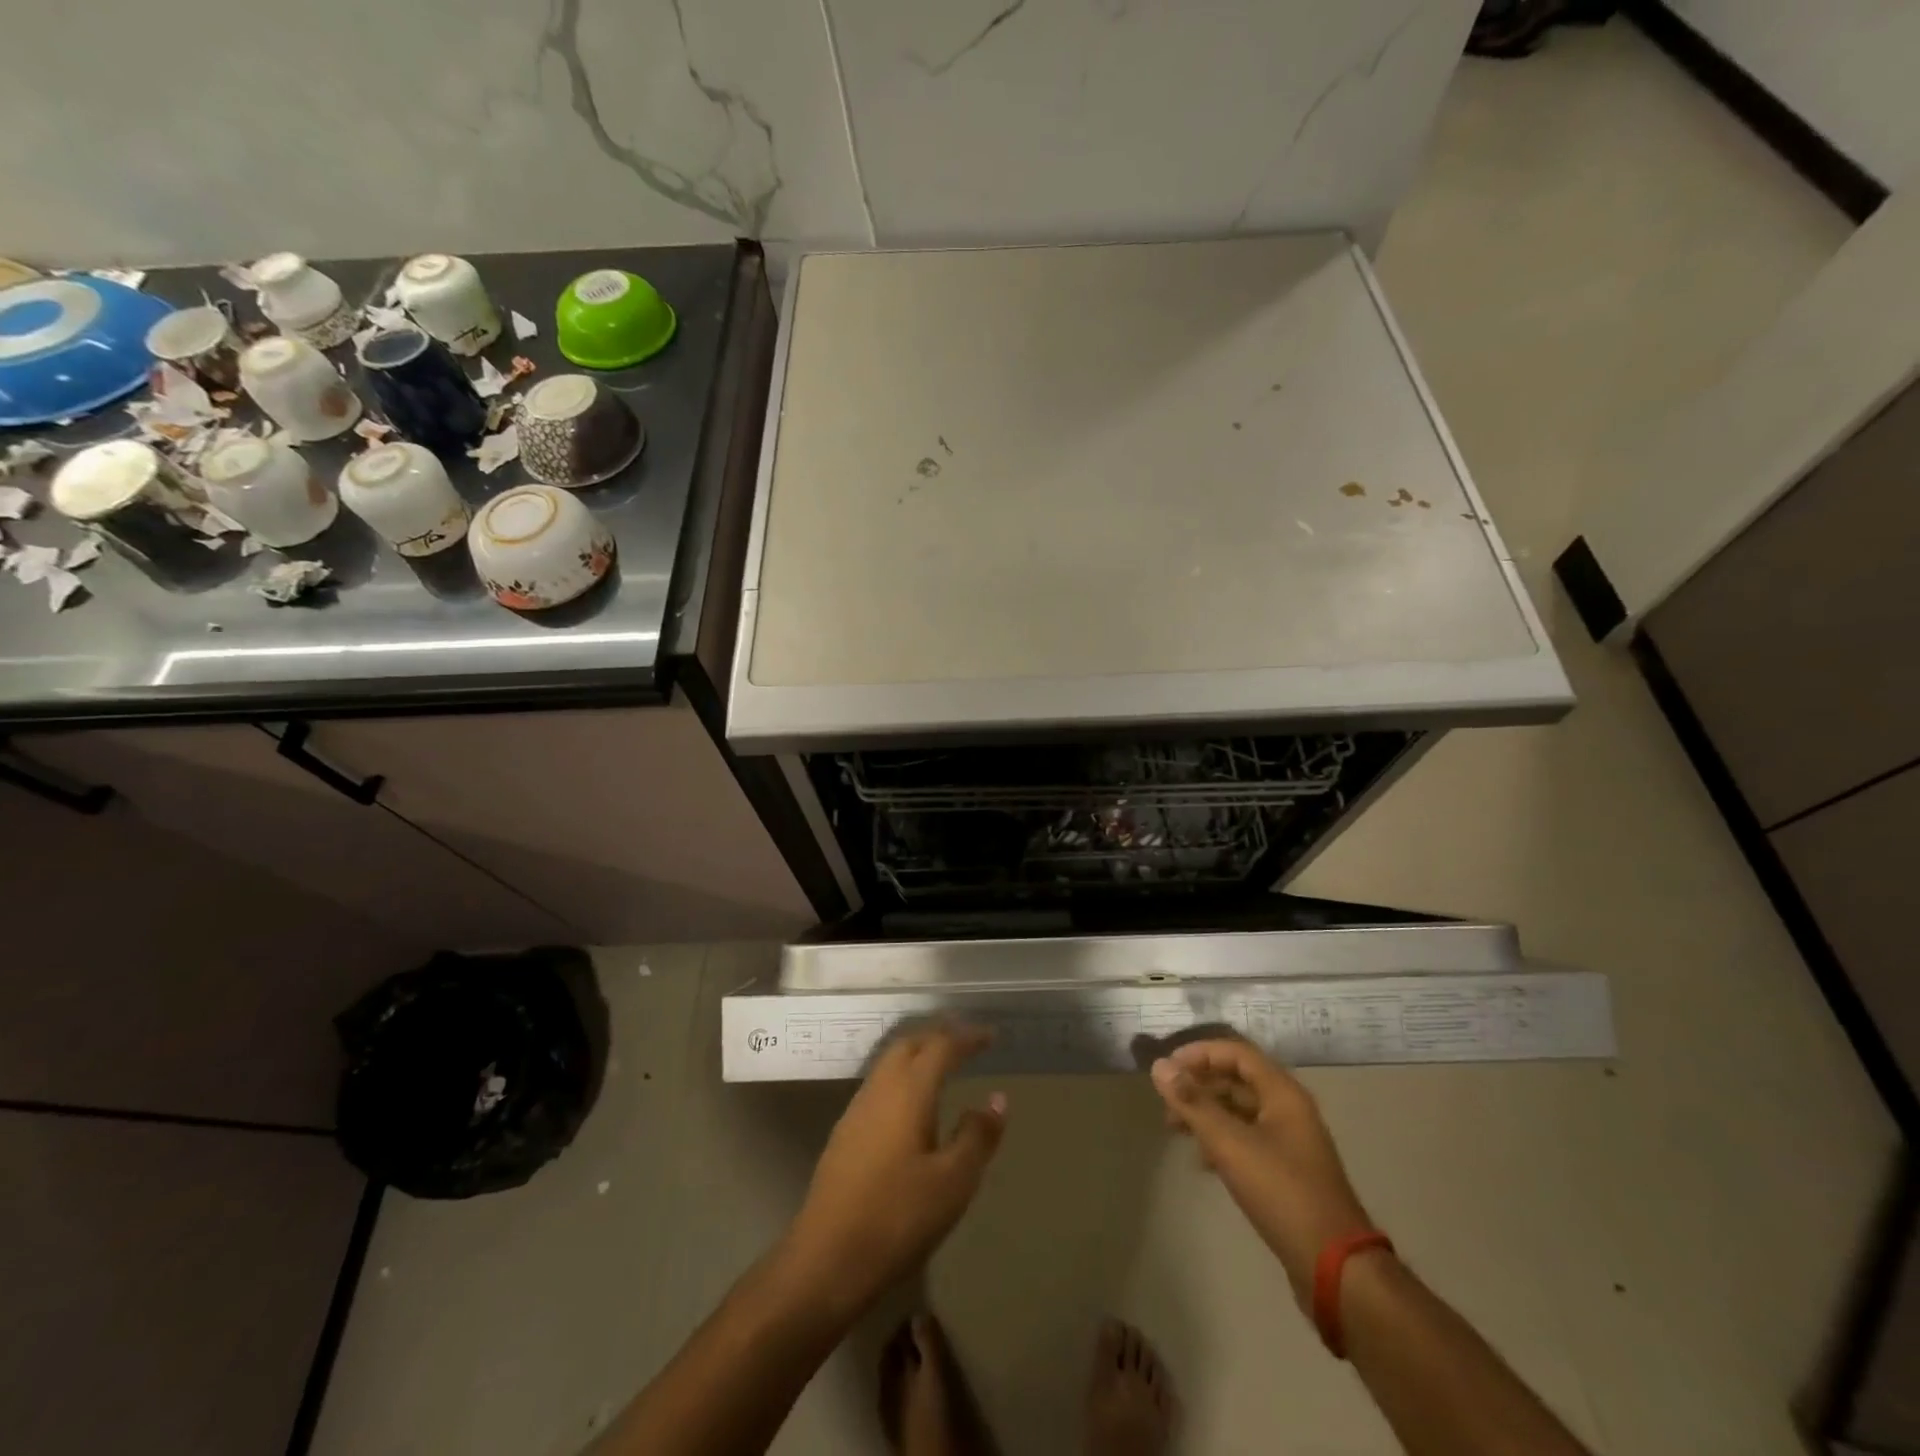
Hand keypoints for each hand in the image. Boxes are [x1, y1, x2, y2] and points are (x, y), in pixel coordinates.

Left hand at [783, 1023, 1006, 1312]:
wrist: (827, 1258)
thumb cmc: (898, 1217)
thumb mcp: (953, 1182)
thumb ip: (977, 1136)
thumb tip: (997, 1099)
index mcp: (909, 1091)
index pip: (941, 1046)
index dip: (967, 1037)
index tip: (991, 1036)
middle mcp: (880, 1088)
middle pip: (910, 1044)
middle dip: (939, 1036)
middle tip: (967, 1043)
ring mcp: (857, 1109)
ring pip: (891, 1062)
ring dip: (919, 1054)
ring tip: (944, 1065)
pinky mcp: (845, 1132)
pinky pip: (880, 1084)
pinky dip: (903, 1076)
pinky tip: (912, 1102)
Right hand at [1151, 1039, 1373, 1307]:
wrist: (1335, 1266)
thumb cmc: (1282, 1192)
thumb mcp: (1230, 1144)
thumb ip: (1193, 1103)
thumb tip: (1159, 1066)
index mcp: (1283, 1094)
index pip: (1236, 1053)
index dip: (1200, 1054)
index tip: (1167, 1069)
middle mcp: (1289, 1110)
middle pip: (1237, 1080)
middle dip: (1199, 1086)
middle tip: (1166, 1103)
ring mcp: (1290, 1142)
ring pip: (1240, 1111)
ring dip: (1207, 1113)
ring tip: (1175, 1129)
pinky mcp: (1286, 1171)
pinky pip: (1247, 1139)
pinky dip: (1221, 1139)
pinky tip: (1201, 1159)